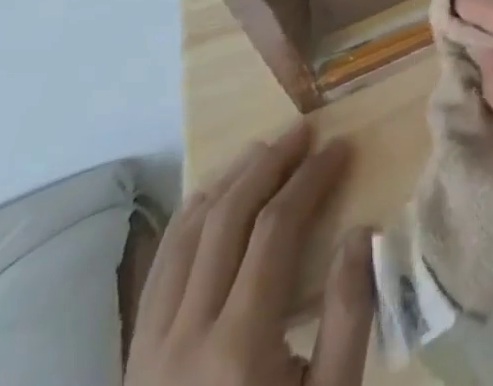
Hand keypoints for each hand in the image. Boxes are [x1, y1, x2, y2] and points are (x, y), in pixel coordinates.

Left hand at [126, 118, 372, 385]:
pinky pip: (158, 272)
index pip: (276, 228)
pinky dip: (187, 223)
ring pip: (182, 238)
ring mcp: (148, 351)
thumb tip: (359, 232)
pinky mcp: (133, 363)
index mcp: (238, 347)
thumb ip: (347, 318)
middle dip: (269, 163)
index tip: (341, 146)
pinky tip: (209, 204)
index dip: (311, 178)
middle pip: (226, 219)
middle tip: (304, 130)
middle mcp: (183, 337)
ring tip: (261, 151)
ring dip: (225, 183)